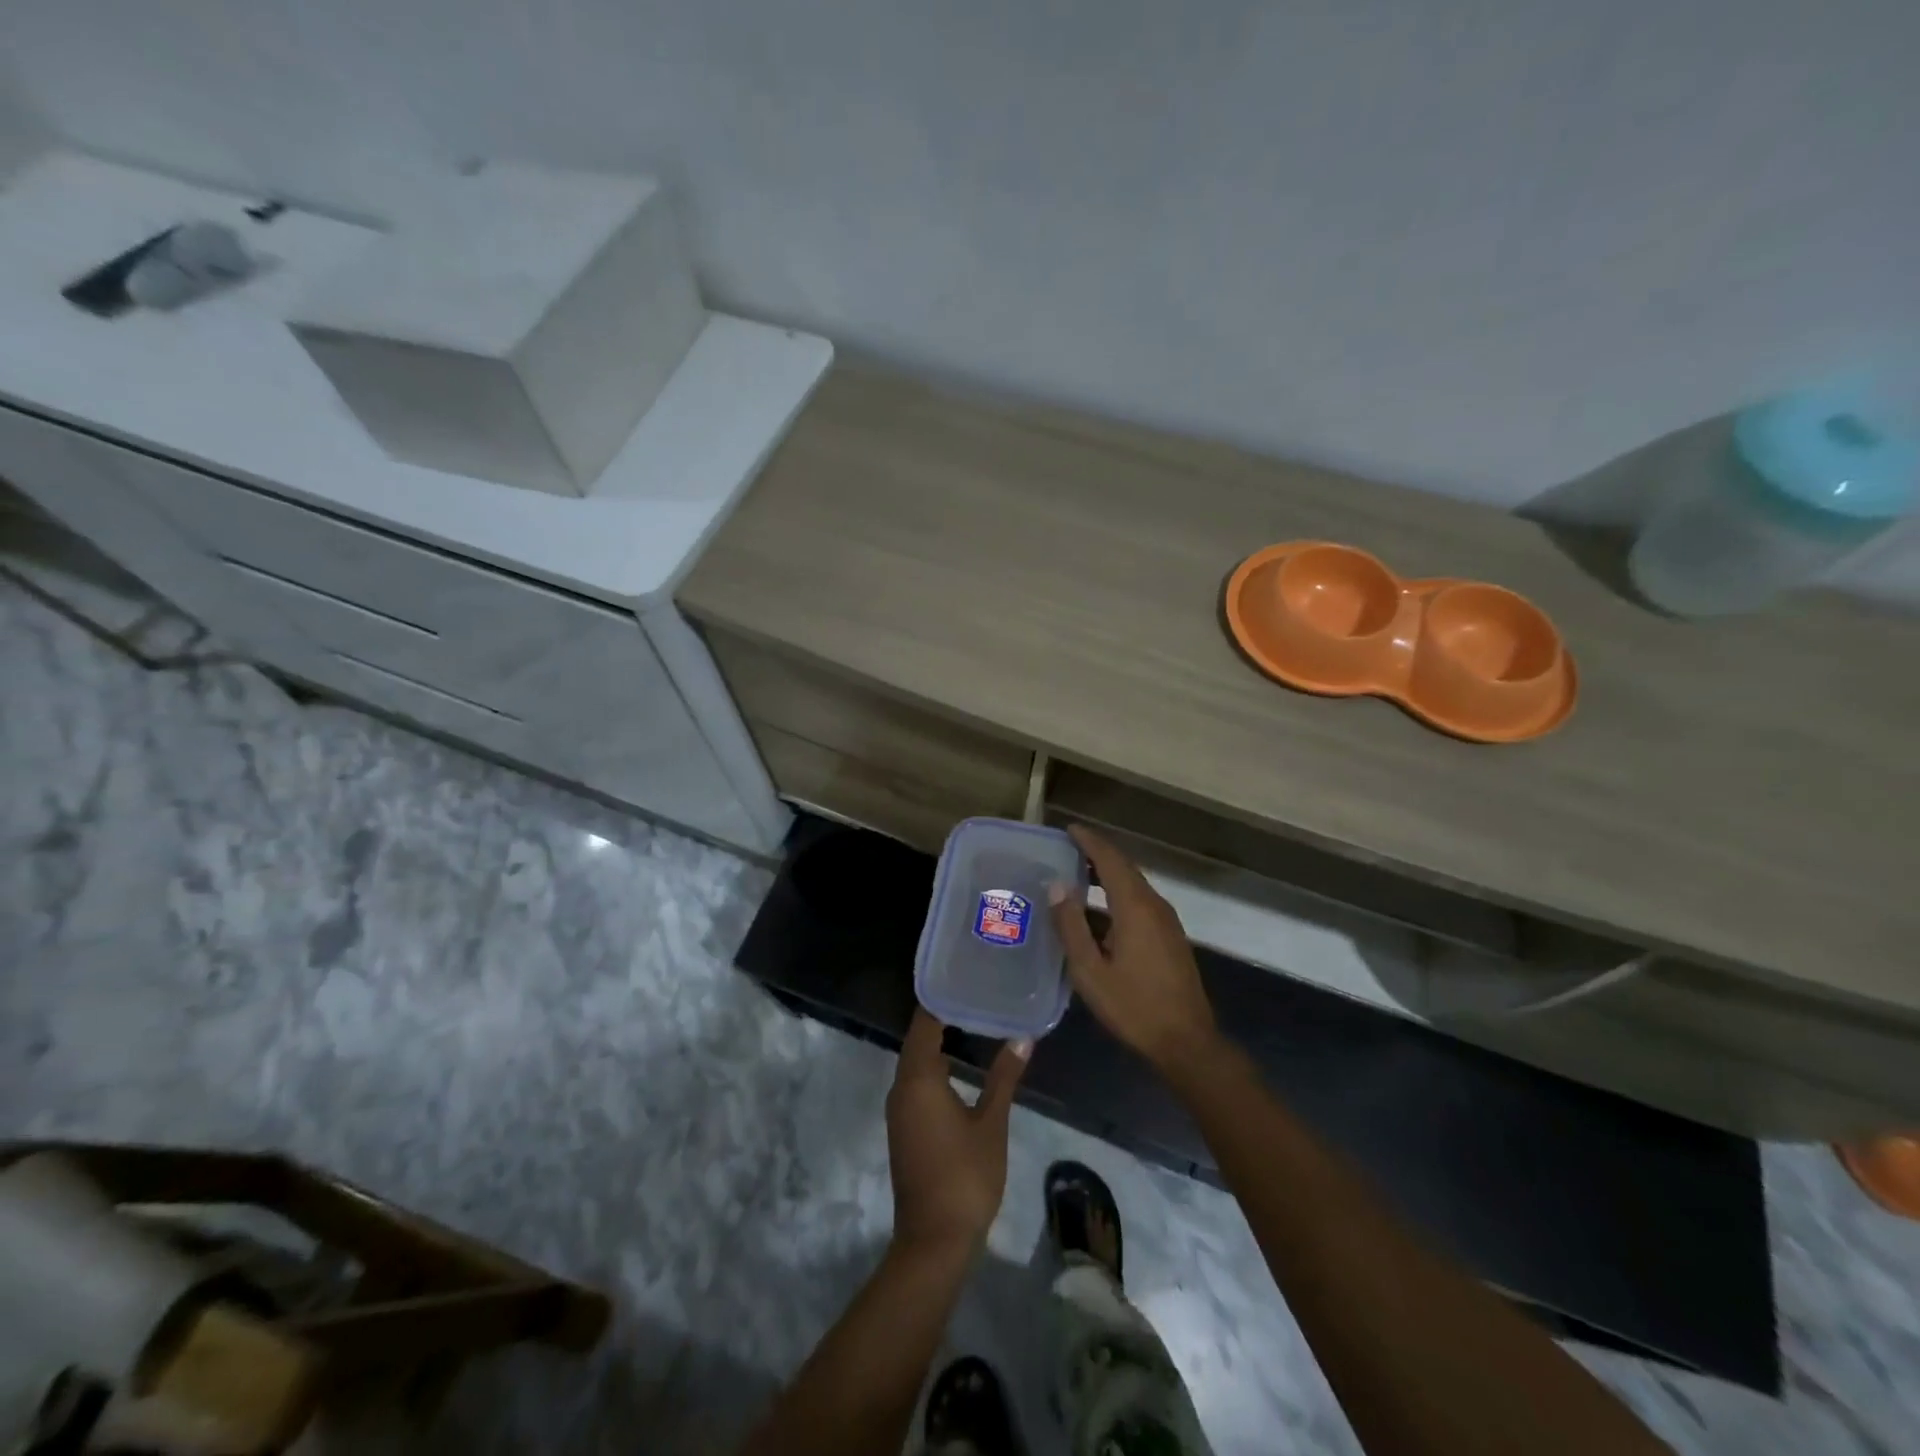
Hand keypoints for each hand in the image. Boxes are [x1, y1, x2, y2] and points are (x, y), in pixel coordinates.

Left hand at [885, 1010, 1029, 1257]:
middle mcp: (902, 1087)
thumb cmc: (966, 1176)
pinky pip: (916, 1081)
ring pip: (915, 1062)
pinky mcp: (905, 1126)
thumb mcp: (991, 1123)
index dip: (941, 999)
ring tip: (971, 1019)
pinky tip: (959, 1063)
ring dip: (937, 1041)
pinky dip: (934, 1065)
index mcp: (918, 1079)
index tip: (964, 978)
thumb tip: (1023, 1037)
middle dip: (942, 1016)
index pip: (924, 1024)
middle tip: (975, 993)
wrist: (934, 1240)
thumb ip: (1004, 1077)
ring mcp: (900, 1109)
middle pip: (917, 1040)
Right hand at [1049, 825, 1220, 1079]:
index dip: (1089, 841)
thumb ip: (1071, 926)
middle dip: (1097, 853)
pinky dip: (1117, 892)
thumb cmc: (1133, 1007)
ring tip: (1076, 874)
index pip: (1110, 860)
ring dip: (1107, 873)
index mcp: (1135, 907)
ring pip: (1134, 884)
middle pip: (1124, 867)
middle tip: (1066, 848)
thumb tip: (1056, 885)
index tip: (1068, 829)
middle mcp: (1154, 905)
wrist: (1186, 1041)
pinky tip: (1098, 910)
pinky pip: (1140, 900)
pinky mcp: (1169, 936)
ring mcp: (1166, 921)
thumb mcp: (1090, 970)